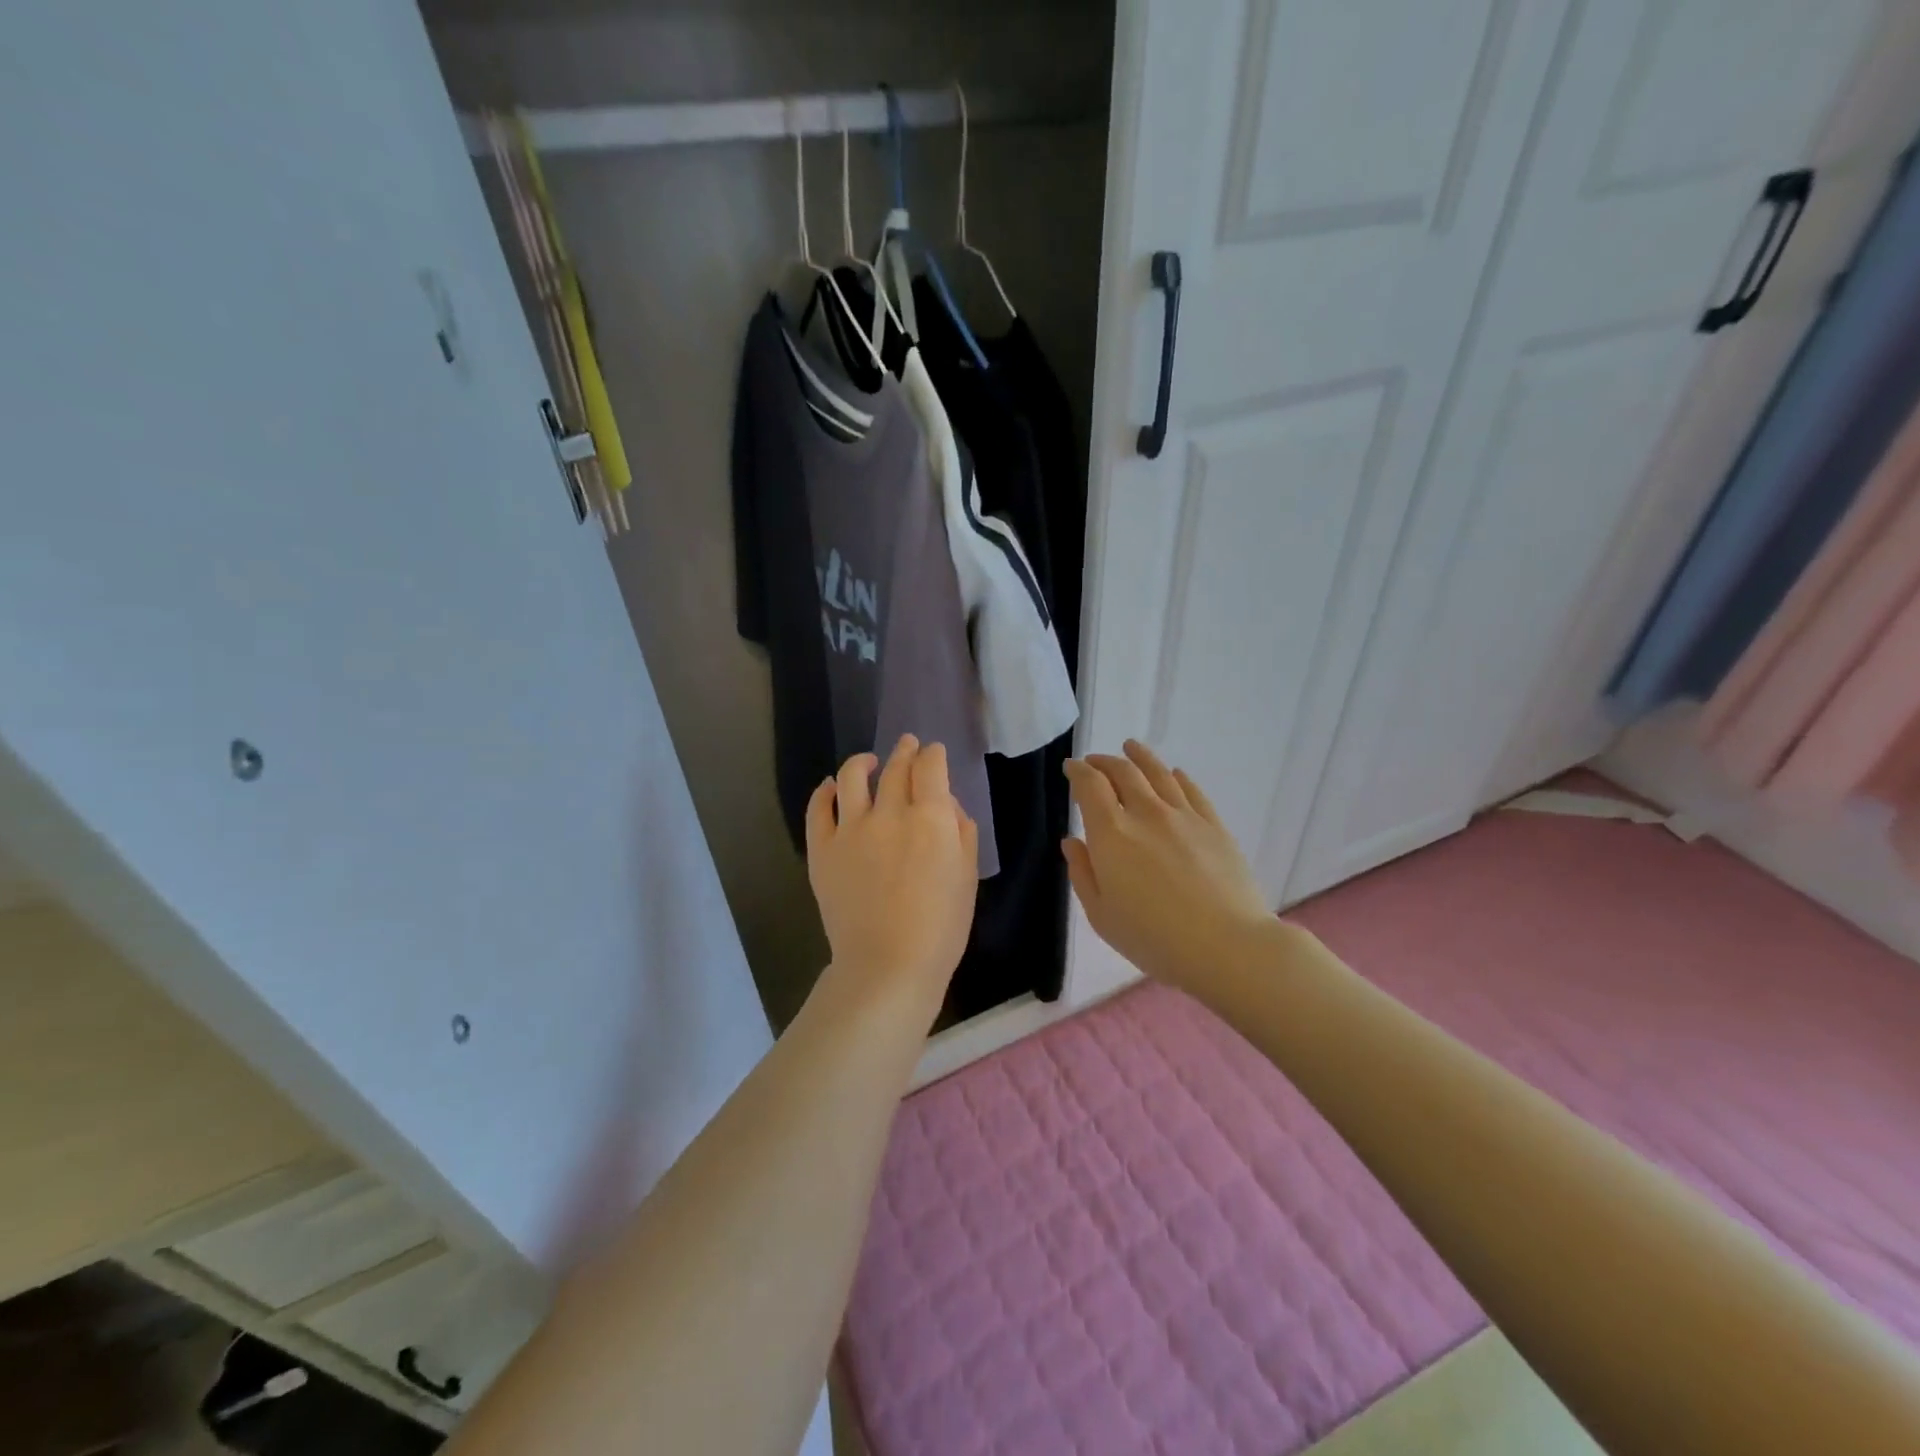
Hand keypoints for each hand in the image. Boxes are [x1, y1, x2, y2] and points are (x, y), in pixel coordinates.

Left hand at [807, 736, 978, 1021]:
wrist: (888, 964)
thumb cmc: (941, 927)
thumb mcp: (967, 876)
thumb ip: (961, 832)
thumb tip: (948, 806)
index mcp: (931, 818)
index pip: (930, 767)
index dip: (933, 754)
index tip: (934, 753)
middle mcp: (889, 813)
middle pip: (895, 767)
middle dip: (905, 751)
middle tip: (908, 744)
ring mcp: (850, 829)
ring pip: (852, 776)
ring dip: (863, 761)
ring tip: (868, 760)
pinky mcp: (822, 849)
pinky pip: (818, 808)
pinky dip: (825, 791)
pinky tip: (831, 787)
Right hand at [1063, 740, 1272, 991]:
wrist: (1226, 946)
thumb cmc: (1154, 938)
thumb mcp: (1101, 915)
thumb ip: (1083, 873)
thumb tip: (1073, 841)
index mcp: (1111, 834)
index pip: (1090, 786)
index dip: (1078, 772)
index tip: (1072, 768)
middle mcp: (1146, 814)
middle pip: (1123, 772)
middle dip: (1104, 762)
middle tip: (1095, 762)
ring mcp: (1184, 816)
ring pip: (1158, 772)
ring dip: (1139, 757)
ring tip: (1131, 747)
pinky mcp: (1214, 825)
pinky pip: (1191, 790)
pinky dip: (1177, 776)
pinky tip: (1173, 774)